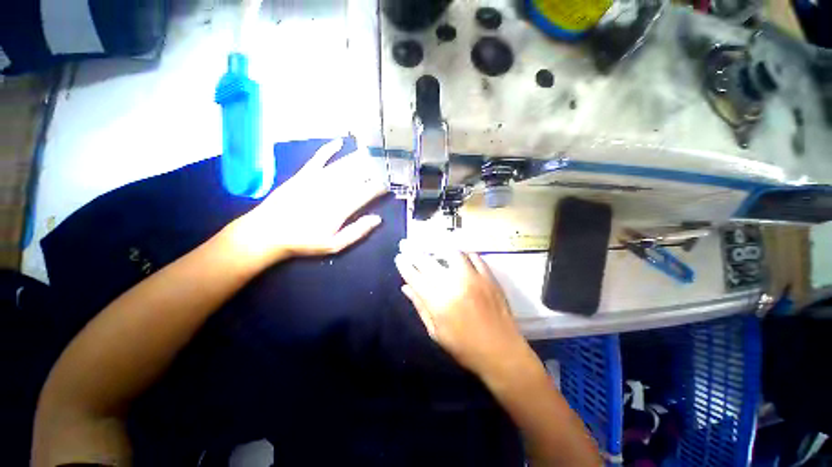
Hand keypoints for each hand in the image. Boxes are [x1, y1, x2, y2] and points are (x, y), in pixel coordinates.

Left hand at [227, 139, 388, 264]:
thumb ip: (357, 231)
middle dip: (374, 168)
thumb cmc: (304, 241)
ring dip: (359, 158)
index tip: (390, 182)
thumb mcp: (334, 245)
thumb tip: (377, 219)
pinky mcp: (304, 174)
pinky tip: (339, 141)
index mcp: (343, 206)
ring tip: (373, 152)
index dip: (381, 185)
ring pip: (344, 165)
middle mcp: (334, 188)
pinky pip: (319, 157)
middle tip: (386, 162)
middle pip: (359, 175)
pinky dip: (329, 149)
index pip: (368, 191)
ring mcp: (318, 179)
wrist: (268, 232)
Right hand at [394, 241, 532, 381]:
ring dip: (439, 250)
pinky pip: (474, 257)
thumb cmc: (464, 347)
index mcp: (438, 302)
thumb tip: (406, 287)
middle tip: (406, 244)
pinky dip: (464, 254)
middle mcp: (453, 285)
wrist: (501, 351)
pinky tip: (460, 256)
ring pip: (452, 253)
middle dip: (414, 251)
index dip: (404, 265)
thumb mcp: (436, 332)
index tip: (398, 256)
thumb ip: (420, 306)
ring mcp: (473, 278)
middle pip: (428, 262)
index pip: (415, 277)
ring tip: (433, 249)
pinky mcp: (489, 277)